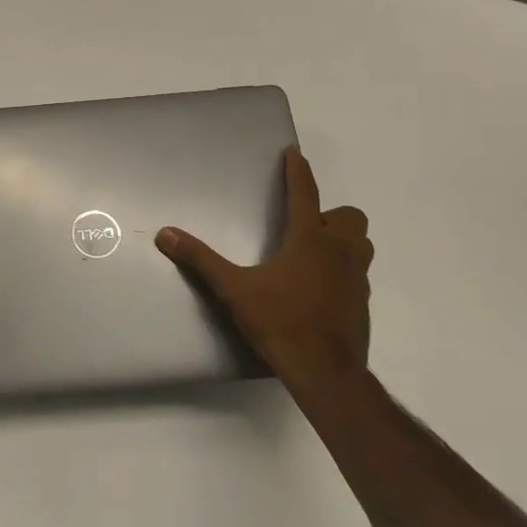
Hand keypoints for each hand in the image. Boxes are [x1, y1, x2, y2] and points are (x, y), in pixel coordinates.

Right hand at [156, 146, 372, 402]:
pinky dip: (341, 272)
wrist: (325, 373)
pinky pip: (356, 275)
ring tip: (313, 255)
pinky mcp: (361, 304)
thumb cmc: (280, 322)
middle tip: (305, 227)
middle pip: (350, 217)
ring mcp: (356, 280)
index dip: (298, 172)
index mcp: (310, 241)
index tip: (294, 154)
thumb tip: (165, 234)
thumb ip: (200, 259)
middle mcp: (339, 253)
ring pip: (360, 245)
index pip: (305, 194)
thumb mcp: (234, 289)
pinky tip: (317, 290)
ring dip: (342, 241)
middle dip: (331, 215)